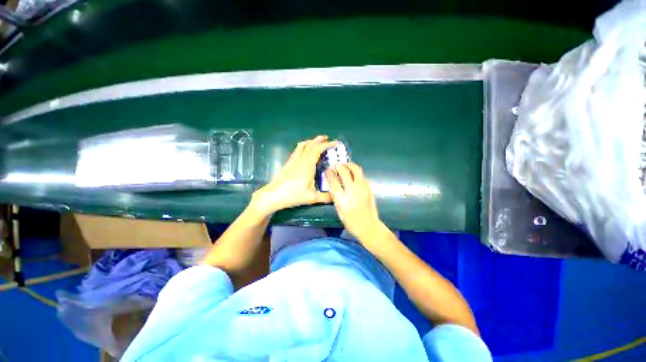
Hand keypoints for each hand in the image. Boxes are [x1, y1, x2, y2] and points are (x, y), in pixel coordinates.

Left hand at [251, 135, 336, 214]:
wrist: (274, 195)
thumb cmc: (293, 195)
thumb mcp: (311, 198)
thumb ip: (325, 197)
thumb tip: (335, 197)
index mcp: (307, 166)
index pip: (317, 150)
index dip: (327, 145)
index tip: (335, 143)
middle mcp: (300, 160)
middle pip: (310, 144)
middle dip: (319, 140)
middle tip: (327, 139)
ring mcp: (293, 160)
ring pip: (302, 145)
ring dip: (311, 141)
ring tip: (317, 142)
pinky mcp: (288, 163)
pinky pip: (297, 150)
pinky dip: (304, 146)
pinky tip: (306, 151)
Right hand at [326, 163, 388, 248]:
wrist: (369, 226)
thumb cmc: (351, 221)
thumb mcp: (339, 210)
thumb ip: (336, 196)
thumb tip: (333, 183)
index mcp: (343, 199)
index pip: (334, 181)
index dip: (330, 173)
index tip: (328, 170)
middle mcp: (353, 191)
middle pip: (345, 171)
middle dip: (339, 166)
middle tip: (336, 165)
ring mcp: (363, 188)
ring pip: (356, 170)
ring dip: (349, 166)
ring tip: (345, 167)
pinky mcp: (369, 188)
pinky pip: (362, 176)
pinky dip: (356, 173)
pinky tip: (353, 176)